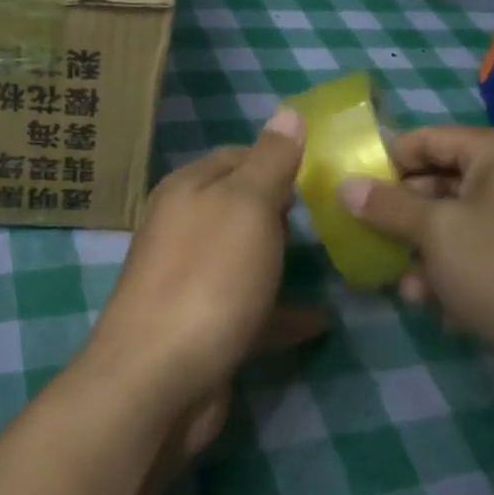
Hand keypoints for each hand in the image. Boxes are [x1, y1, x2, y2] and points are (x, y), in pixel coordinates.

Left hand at [84, 110, 325, 458]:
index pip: (237, 155)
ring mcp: (192, 282)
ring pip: (245, 260)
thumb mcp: (247, 206)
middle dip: (284, 208)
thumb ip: (271, 161)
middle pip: (239, 208)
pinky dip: (282, 312)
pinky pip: (252, 311)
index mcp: (187, 191)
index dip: (278, 157)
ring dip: (284, 259)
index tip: (325, 168)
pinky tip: (322, 318)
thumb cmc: (208, 278)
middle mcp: (183, 230)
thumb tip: (288, 113)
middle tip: (335, 212)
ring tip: (335, 258)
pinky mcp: (204, 329)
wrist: (158, 381)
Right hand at [337, 126, 493, 390]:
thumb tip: (345, 185)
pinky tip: (428, 301)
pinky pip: (475, 251)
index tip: (348, 188)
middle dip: (401, 214)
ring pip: (454, 222)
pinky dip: (449, 270)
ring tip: (400, 282)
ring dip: (421, 250)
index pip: (429, 139)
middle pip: (440, 182)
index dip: (386, 161)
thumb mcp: (437, 232)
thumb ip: (387, 206)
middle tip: (363, 236)